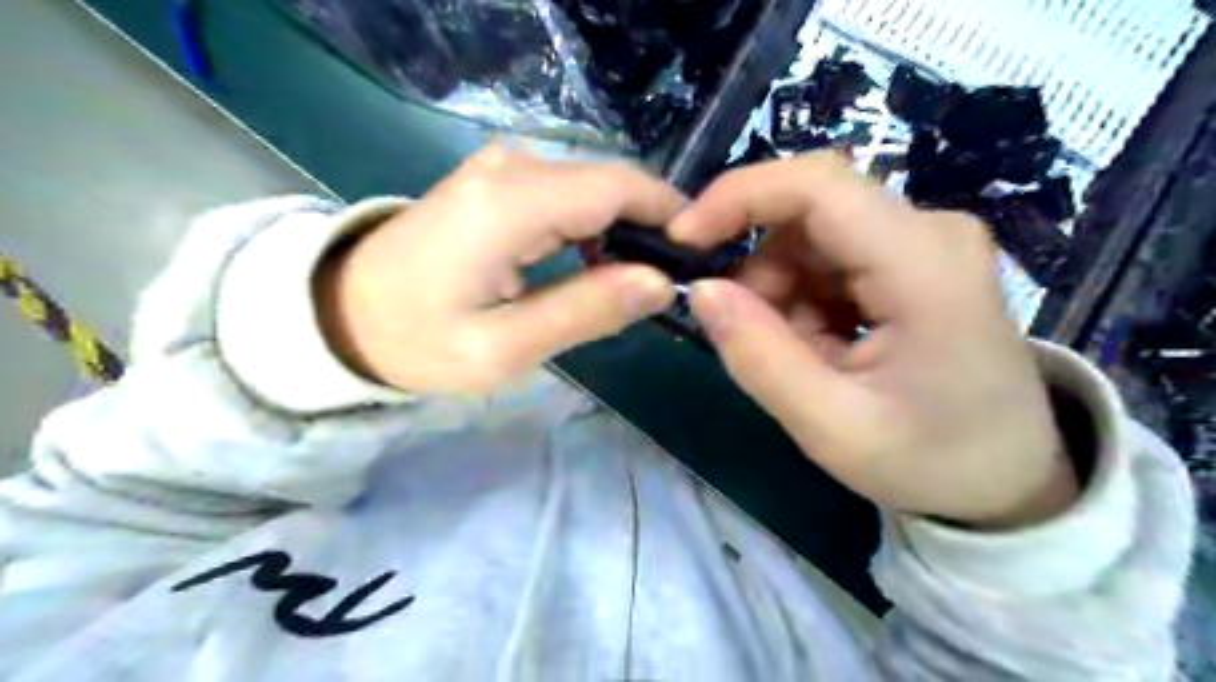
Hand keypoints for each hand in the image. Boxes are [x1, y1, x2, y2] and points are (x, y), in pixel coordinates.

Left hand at [317, 149, 681, 394]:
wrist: (342, 312)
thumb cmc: (417, 341)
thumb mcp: (503, 348)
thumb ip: (585, 310)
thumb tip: (661, 283)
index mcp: (510, 204)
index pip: (618, 188)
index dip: (671, 217)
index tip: (700, 261)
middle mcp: (511, 167)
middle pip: (612, 182)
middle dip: (654, 226)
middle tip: (672, 283)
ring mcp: (502, 167)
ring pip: (595, 186)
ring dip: (627, 228)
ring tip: (641, 281)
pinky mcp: (499, 180)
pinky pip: (570, 192)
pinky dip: (598, 223)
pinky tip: (600, 262)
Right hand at [670, 152, 1077, 526]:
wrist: (1009, 480)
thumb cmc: (931, 462)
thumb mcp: (832, 428)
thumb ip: (760, 358)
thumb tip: (701, 290)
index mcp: (924, 265)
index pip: (818, 185)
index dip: (739, 196)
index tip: (683, 239)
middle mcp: (929, 231)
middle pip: (808, 212)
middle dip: (758, 270)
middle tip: (748, 336)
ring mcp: (923, 242)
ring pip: (810, 238)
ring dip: (779, 292)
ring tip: (800, 359)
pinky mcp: (911, 259)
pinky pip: (827, 259)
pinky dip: (802, 300)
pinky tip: (821, 348)